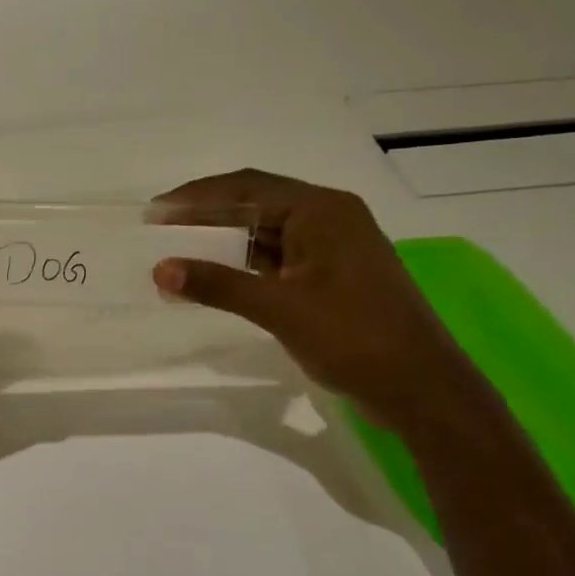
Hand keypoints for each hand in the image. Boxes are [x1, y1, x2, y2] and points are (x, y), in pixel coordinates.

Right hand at [152, 170, 482, 429]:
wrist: (420, 387)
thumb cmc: (353, 337)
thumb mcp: (279, 308)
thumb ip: (217, 284)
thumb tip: (160, 269)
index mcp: (322, 210)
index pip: (247, 187)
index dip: (196, 197)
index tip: (154, 211)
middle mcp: (329, 217)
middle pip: (256, 204)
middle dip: (206, 216)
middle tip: (159, 229)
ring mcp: (333, 247)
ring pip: (266, 233)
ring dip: (223, 242)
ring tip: (178, 253)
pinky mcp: (332, 276)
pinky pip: (278, 258)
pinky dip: (244, 265)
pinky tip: (215, 278)